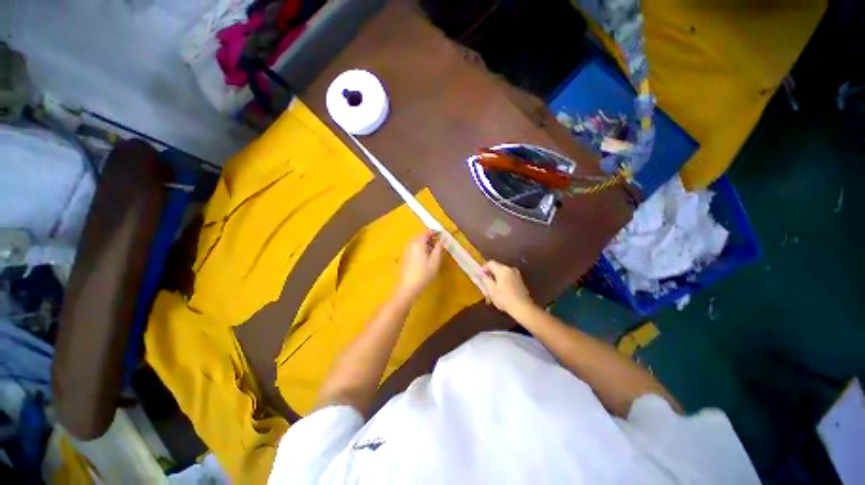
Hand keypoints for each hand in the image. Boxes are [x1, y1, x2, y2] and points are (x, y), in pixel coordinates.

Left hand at [397, 231, 443, 299]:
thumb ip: (438, 249)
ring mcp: (406, 250)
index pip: (426, 233)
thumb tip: (441, 241)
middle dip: (430, 238)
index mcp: (418, 243)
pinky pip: (414, 247)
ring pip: (417, 242)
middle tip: (439, 243)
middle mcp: (411, 244)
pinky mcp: (405, 256)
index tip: (441, 234)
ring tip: (434, 250)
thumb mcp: (435, 261)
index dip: (434, 232)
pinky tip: (425, 256)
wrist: (408, 286)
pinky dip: (421, 248)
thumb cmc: (424, 274)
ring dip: (426, 243)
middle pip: (421, 236)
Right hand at [480, 261, 535, 316]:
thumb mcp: (491, 290)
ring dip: (496, 278)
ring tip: (493, 288)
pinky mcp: (520, 280)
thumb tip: (480, 274)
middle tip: (485, 283)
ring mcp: (516, 274)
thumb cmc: (505, 299)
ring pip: (502, 272)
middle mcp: (510, 269)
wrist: (523, 308)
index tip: (479, 275)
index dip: (483, 268)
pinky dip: (503, 280)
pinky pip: (508, 276)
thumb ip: (485, 280)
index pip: (490, 263)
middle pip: (497, 267)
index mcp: (502, 270)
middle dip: (490, 274)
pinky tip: (501, 290)